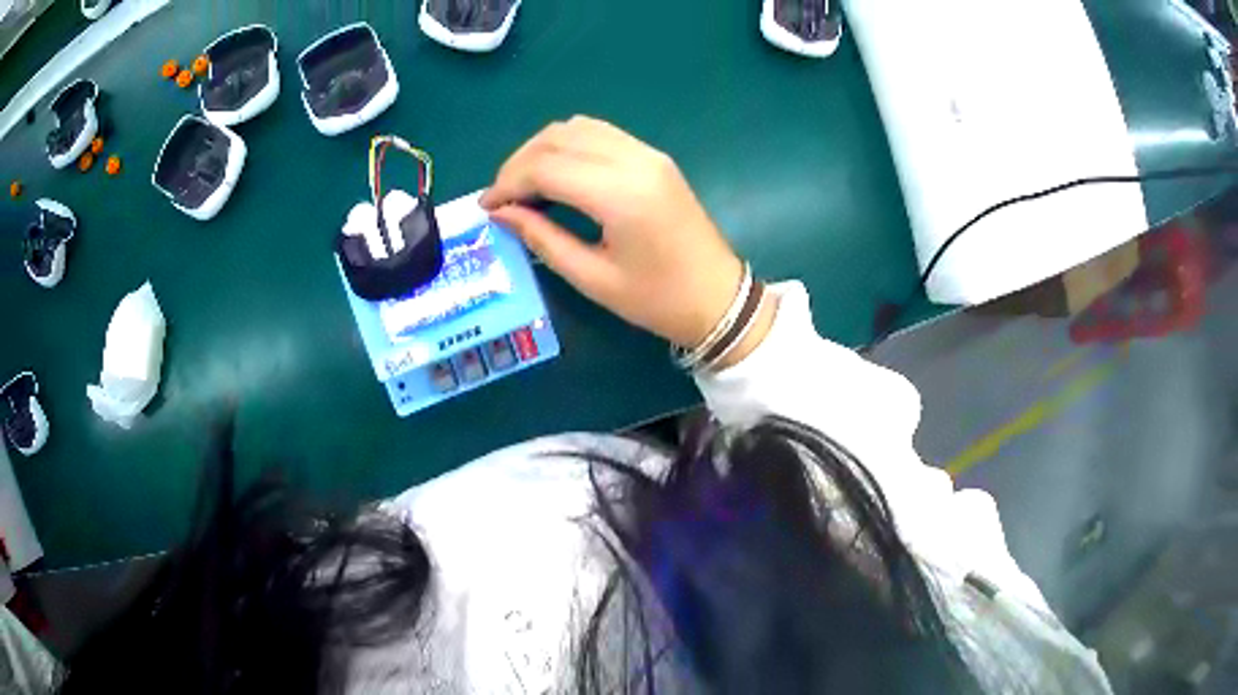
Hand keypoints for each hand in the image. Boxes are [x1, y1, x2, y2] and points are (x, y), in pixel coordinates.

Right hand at [481, 116, 751, 351]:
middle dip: (518, 163)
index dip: (507, 183)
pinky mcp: (654, 156)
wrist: (718, 297)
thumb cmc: (657, 300)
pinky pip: (599, 133)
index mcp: (620, 194)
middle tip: (502, 198)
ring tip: (525, 186)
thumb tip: (500, 213)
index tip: (487, 207)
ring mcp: (648, 153)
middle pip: (557, 138)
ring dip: (542, 149)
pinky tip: (557, 174)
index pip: (545, 167)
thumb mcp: (593, 278)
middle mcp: (634, 160)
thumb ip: (542, 238)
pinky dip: (568, 146)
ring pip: (577, 127)